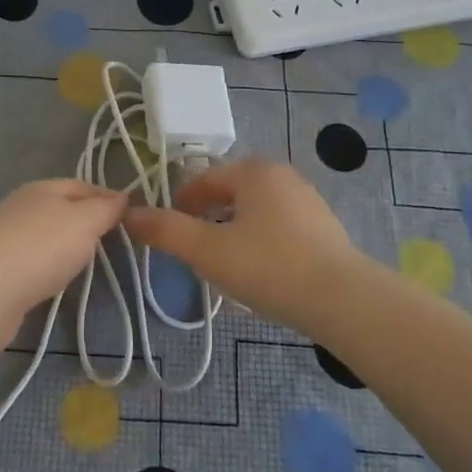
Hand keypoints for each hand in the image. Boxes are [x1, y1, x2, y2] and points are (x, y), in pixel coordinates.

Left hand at [0, 179, 127, 320]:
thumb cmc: (42, 246)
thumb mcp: (85, 221)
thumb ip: (106, 209)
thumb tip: (124, 196)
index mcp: (44, 187)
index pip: (84, 185)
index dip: (109, 197)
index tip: (133, 216)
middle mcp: (23, 206)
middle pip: (63, 208)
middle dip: (88, 221)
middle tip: (115, 241)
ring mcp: (8, 236)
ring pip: (47, 234)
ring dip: (66, 244)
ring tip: (89, 262)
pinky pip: (34, 260)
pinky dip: (49, 265)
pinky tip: (56, 279)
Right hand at [125, 159, 365, 334]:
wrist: (343, 300)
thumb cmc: (269, 267)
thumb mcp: (207, 251)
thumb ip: (165, 231)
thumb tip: (128, 214)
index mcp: (253, 171)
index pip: (204, 179)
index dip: (180, 203)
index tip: (169, 230)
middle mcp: (282, 174)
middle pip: (231, 190)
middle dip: (207, 215)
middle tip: (194, 247)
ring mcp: (308, 199)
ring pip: (256, 208)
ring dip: (234, 227)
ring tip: (224, 261)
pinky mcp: (325, 225)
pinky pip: (279, 224)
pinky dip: (261, 238)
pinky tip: (261, 268)